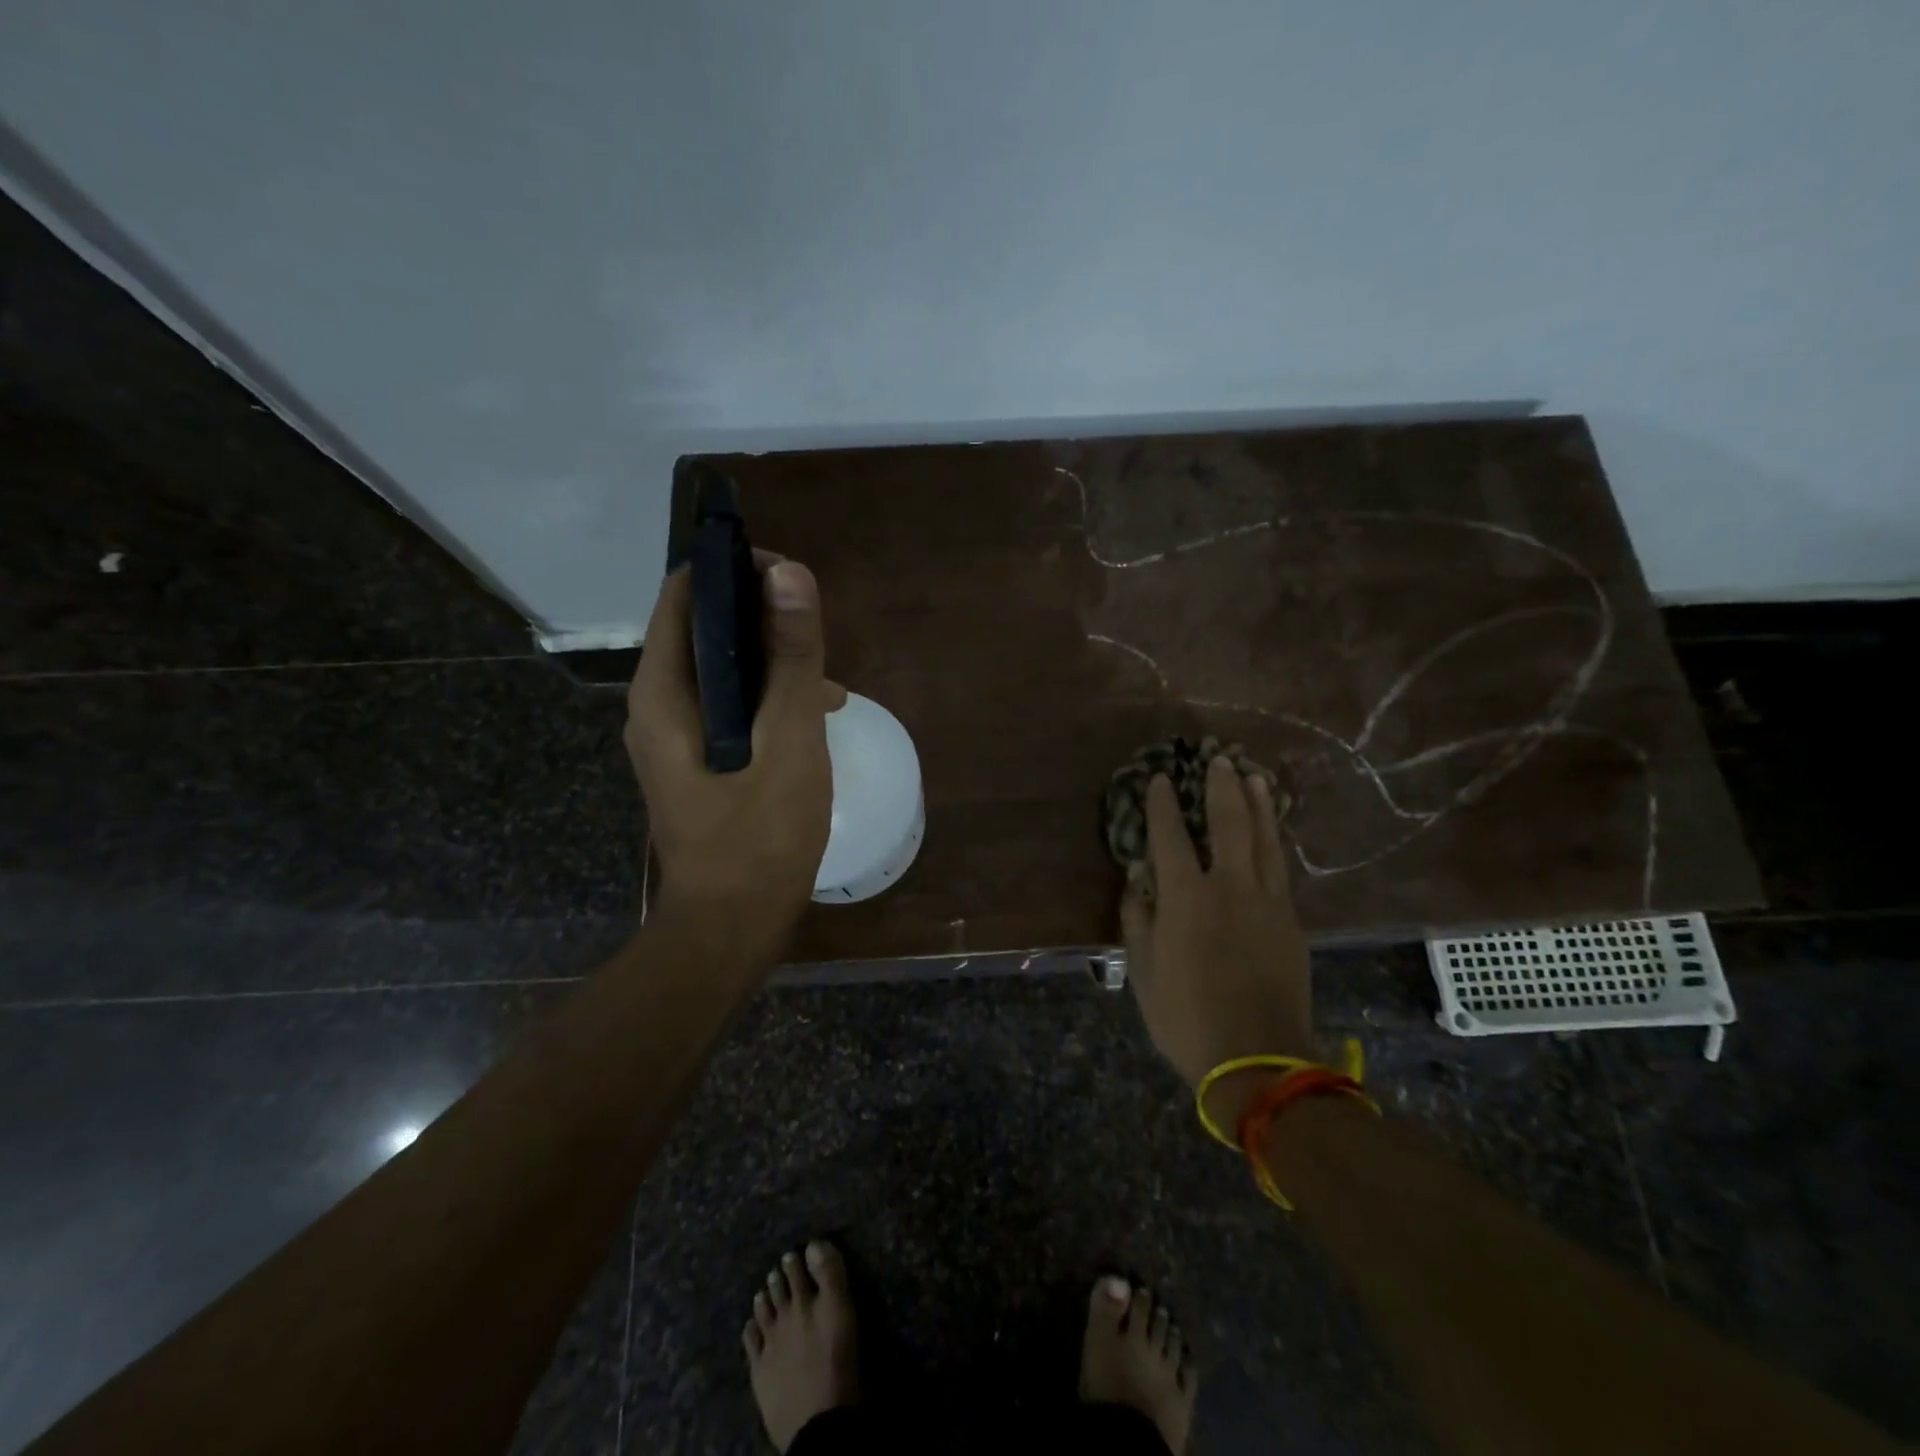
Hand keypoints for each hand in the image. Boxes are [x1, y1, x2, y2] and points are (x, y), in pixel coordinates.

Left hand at [625, 554, 839, 951]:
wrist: (732, 927)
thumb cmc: (760, 835)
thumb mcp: (789, 740)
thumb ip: (792, 658)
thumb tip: (789, 572)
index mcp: (664, 691)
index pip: (685, 593)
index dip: (736, 571)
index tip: (791, 579)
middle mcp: (657, 704)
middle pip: (705, 630)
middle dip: (765, 622)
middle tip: (818, 637)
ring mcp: (674, 736)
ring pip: (723, 670)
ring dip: (774, 665)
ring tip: (828, 688)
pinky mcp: (696, 761)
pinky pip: (730, 707)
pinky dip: (767, 701)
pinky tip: (811, 722)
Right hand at [1121, 757, 1313, 1117]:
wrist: (1258, 1059)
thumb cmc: (1186, 1018)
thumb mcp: (1143, 973)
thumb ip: (1138, 920)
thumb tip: (1137, 881)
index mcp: (1186, 898)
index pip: (1170, 837)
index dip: (1163, 805)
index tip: (1160, 780)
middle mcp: (1229, 887)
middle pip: (1228, 823)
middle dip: (1221, 787)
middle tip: (1218, 760)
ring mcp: (1267, 901)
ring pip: (1264, 839)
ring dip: (1258, 804)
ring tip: (1253, 777)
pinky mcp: (1291, 921)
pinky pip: (1281, 867)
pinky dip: (1275, 840)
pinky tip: (1273, 830)